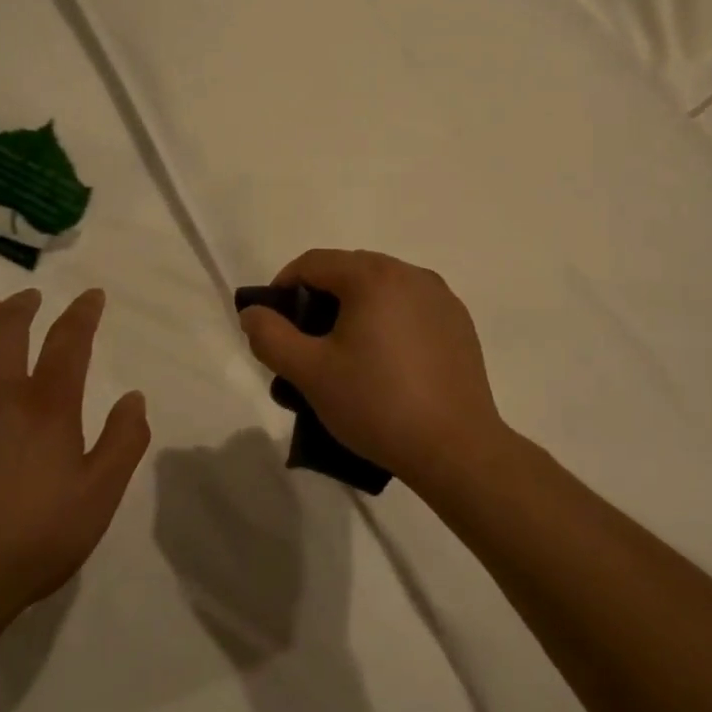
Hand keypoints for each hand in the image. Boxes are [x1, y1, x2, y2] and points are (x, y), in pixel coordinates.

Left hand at [0, 288, 150, 627]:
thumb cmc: (33, 539)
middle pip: (7, 330)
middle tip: (30, 297)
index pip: (68, 341)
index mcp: (46, 405)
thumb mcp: (99, 496)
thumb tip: (134, 398)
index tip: (92, 296)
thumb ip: (124, 442)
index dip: (83, 313)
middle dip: (22, 306)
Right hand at [237, 249, 506, 488]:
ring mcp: (441, 298)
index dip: (283, 287)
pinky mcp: (459, 324)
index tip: (272, 325)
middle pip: (349, 271)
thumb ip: (270, 336)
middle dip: (318, 301)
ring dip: (354, 312)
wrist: (455, 449)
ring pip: (381, 290)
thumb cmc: (376, 405)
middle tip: (305, 345)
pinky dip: (388, 323)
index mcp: (373, 276)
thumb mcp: (310, 373)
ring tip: (345, 357)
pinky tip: (386, 365)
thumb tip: (253, 312)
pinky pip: (410, 309)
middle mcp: (410, 274)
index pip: (313, 263)